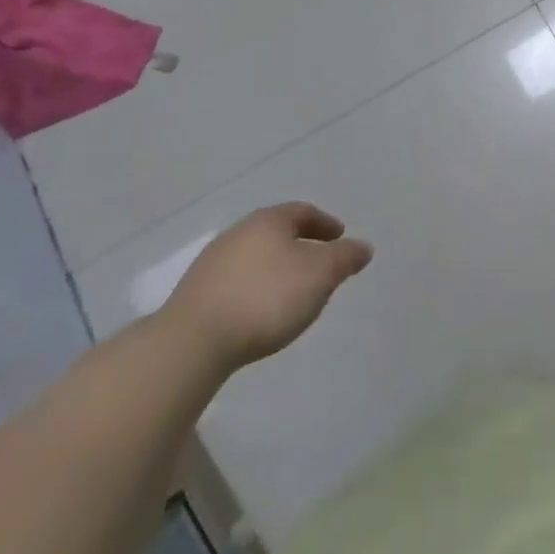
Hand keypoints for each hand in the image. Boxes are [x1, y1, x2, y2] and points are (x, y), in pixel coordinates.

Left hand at [161, 203, 372, 373]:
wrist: (192, 342)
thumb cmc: (266, 297)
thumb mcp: (320, 275)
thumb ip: (345, 258)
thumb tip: (362, 247)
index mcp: (269, 220)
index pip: (304, 211)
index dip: (325, 223)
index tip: (340, 237)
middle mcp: (239, 232)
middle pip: (277, 232)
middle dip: (301, 244)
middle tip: (320, 263)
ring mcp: (213, 262)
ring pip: (256, 256)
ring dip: (277, 267)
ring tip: (293, 290)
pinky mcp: (196, 293)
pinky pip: (237, 280)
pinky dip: (256, 286)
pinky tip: (262, 309)